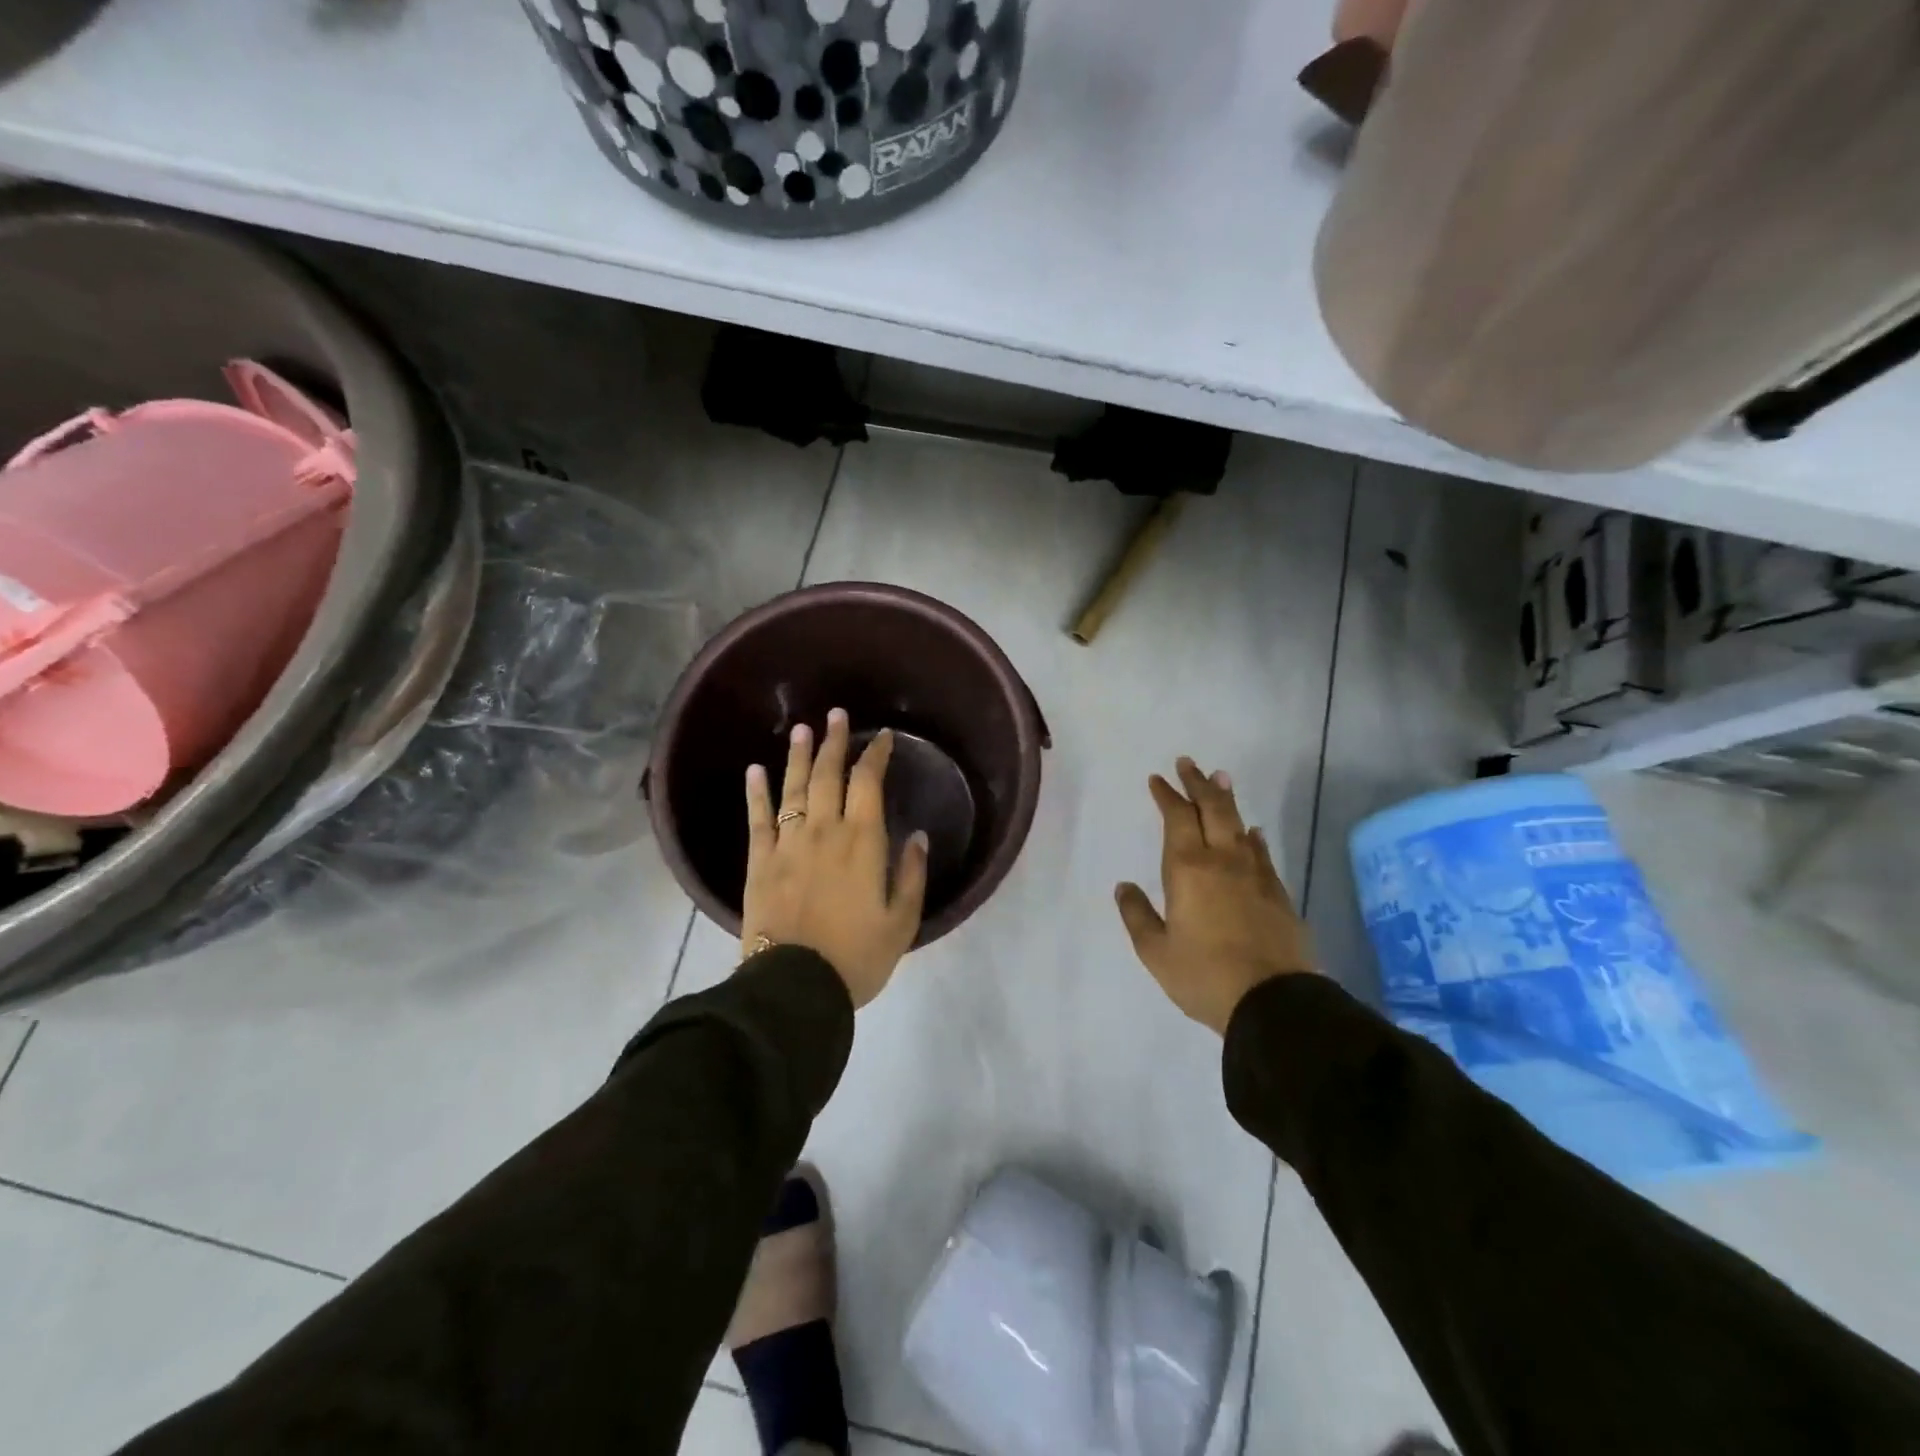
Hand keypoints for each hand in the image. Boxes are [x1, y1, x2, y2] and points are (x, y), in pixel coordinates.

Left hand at [742, 709, 929, 1008]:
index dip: (876, 755)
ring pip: (793, 788)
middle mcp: (824, 830)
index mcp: (863, 841)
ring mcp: (787, 843)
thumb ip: (912, 875)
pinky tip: (755, 770)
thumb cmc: (856, 957)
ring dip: (799, 756)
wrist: (795, 987)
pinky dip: (756, 792)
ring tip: (802, 730)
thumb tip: (919, 836)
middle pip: (829, 775)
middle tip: (836, 716)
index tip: (882, 738)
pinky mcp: (759, 861)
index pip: (869, 783)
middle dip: (835, 742)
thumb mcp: (902, 922)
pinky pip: (757, 818)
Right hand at [1116, 757, 1315, 1033]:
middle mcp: (1223, 860)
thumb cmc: (1204, 976)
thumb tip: (1124, 886)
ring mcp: (1255, 874)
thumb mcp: (1156, 951)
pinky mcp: (1278, 893)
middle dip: (1198, 784)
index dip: (1167, 795)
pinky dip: (1252, 836)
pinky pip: (1261, 852)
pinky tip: (1252, 833)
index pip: (1177, 818)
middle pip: (1212, 809)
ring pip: (1240, 824)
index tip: (1158, 779)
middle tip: (1188, 763)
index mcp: (1188, 868)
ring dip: (1227, 800)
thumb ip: (1137, 915)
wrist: (1273, 1002)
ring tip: (1221, 779)